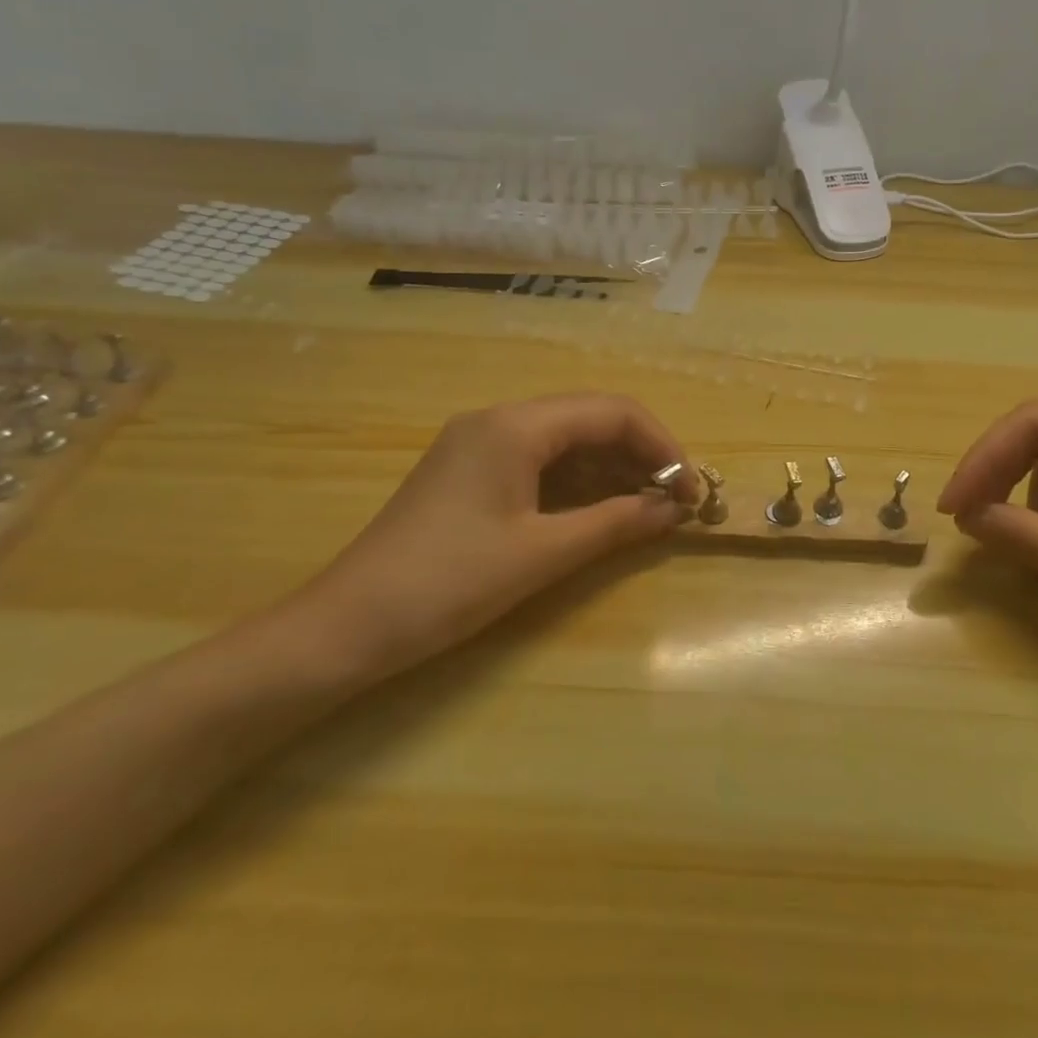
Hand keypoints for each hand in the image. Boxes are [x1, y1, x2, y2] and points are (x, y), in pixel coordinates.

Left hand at [297, 394, 695, 682]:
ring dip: (611, 470)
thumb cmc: (449, 583)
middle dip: (640, 456)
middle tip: (676, 502)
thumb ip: (615, 523)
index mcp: (516, 425)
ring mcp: (480, 444)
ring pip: (566, 441)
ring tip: (648, 509)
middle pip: (590, 420)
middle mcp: (499, 420)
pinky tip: (601, 512)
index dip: (662, 445)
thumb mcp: (542, 554)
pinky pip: (539, 463)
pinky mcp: (469, 472)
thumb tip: (674, 509)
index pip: (611, 412)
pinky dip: (578, 483)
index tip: (691, 489)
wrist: (346, 626)